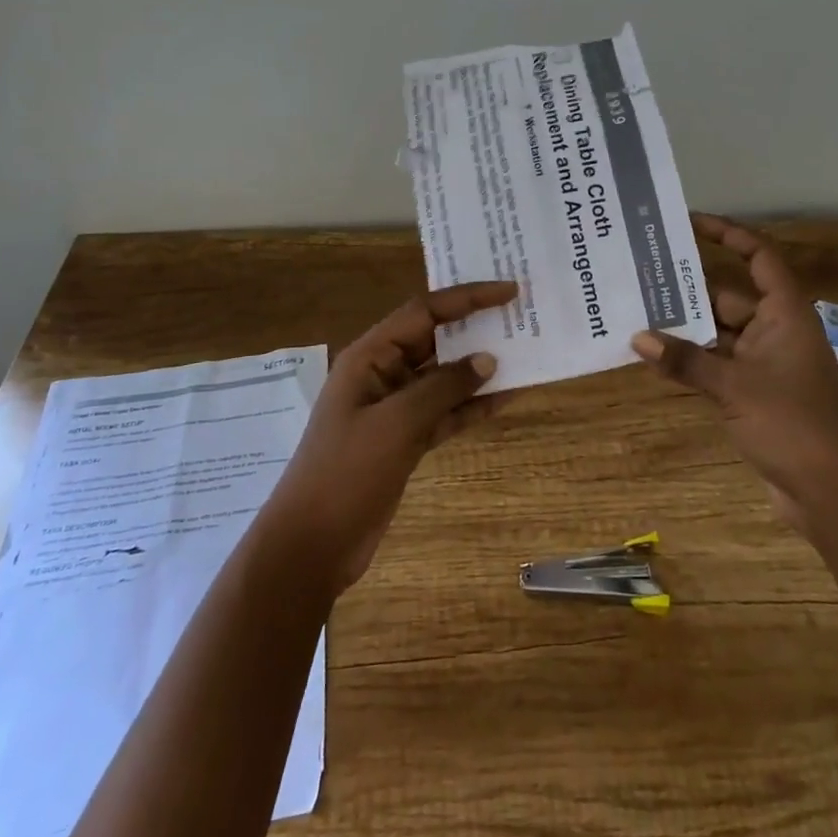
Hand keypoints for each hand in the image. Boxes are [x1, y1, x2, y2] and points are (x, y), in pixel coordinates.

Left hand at [261, 280, 518, 594]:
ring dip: (480, 368)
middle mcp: (383, 373)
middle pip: (435, 339)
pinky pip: (446, 411)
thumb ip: (443, 387)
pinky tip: (506, 399)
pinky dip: (473, 405)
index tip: (508, 291)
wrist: (312, 546)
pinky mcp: (406, 439)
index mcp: (370, 356)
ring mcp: (395, 408)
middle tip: (521, 317)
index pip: (424, 311)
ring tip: (525, 354)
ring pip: (445, 376)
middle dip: (476, 327)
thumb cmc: (346, 472)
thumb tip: (488, 360)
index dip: (467, 298)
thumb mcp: (396, 424)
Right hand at [632, 215, 837, 537]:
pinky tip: (657, 357)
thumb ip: (685, 360)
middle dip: (689, 290)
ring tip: (638, 313)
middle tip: (644, 275)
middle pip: (728, 296)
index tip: (690, 222)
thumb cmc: (791, 423)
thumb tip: (637, 338)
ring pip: (719, 333)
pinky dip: (692, 359)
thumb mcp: (733, 386)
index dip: (728, 234)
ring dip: (686, 328)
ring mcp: (765, 363)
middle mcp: (776, 331)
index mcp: (785, 314)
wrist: (829, 492)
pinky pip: (718, 362)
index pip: (759, 257)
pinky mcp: (755, 392)